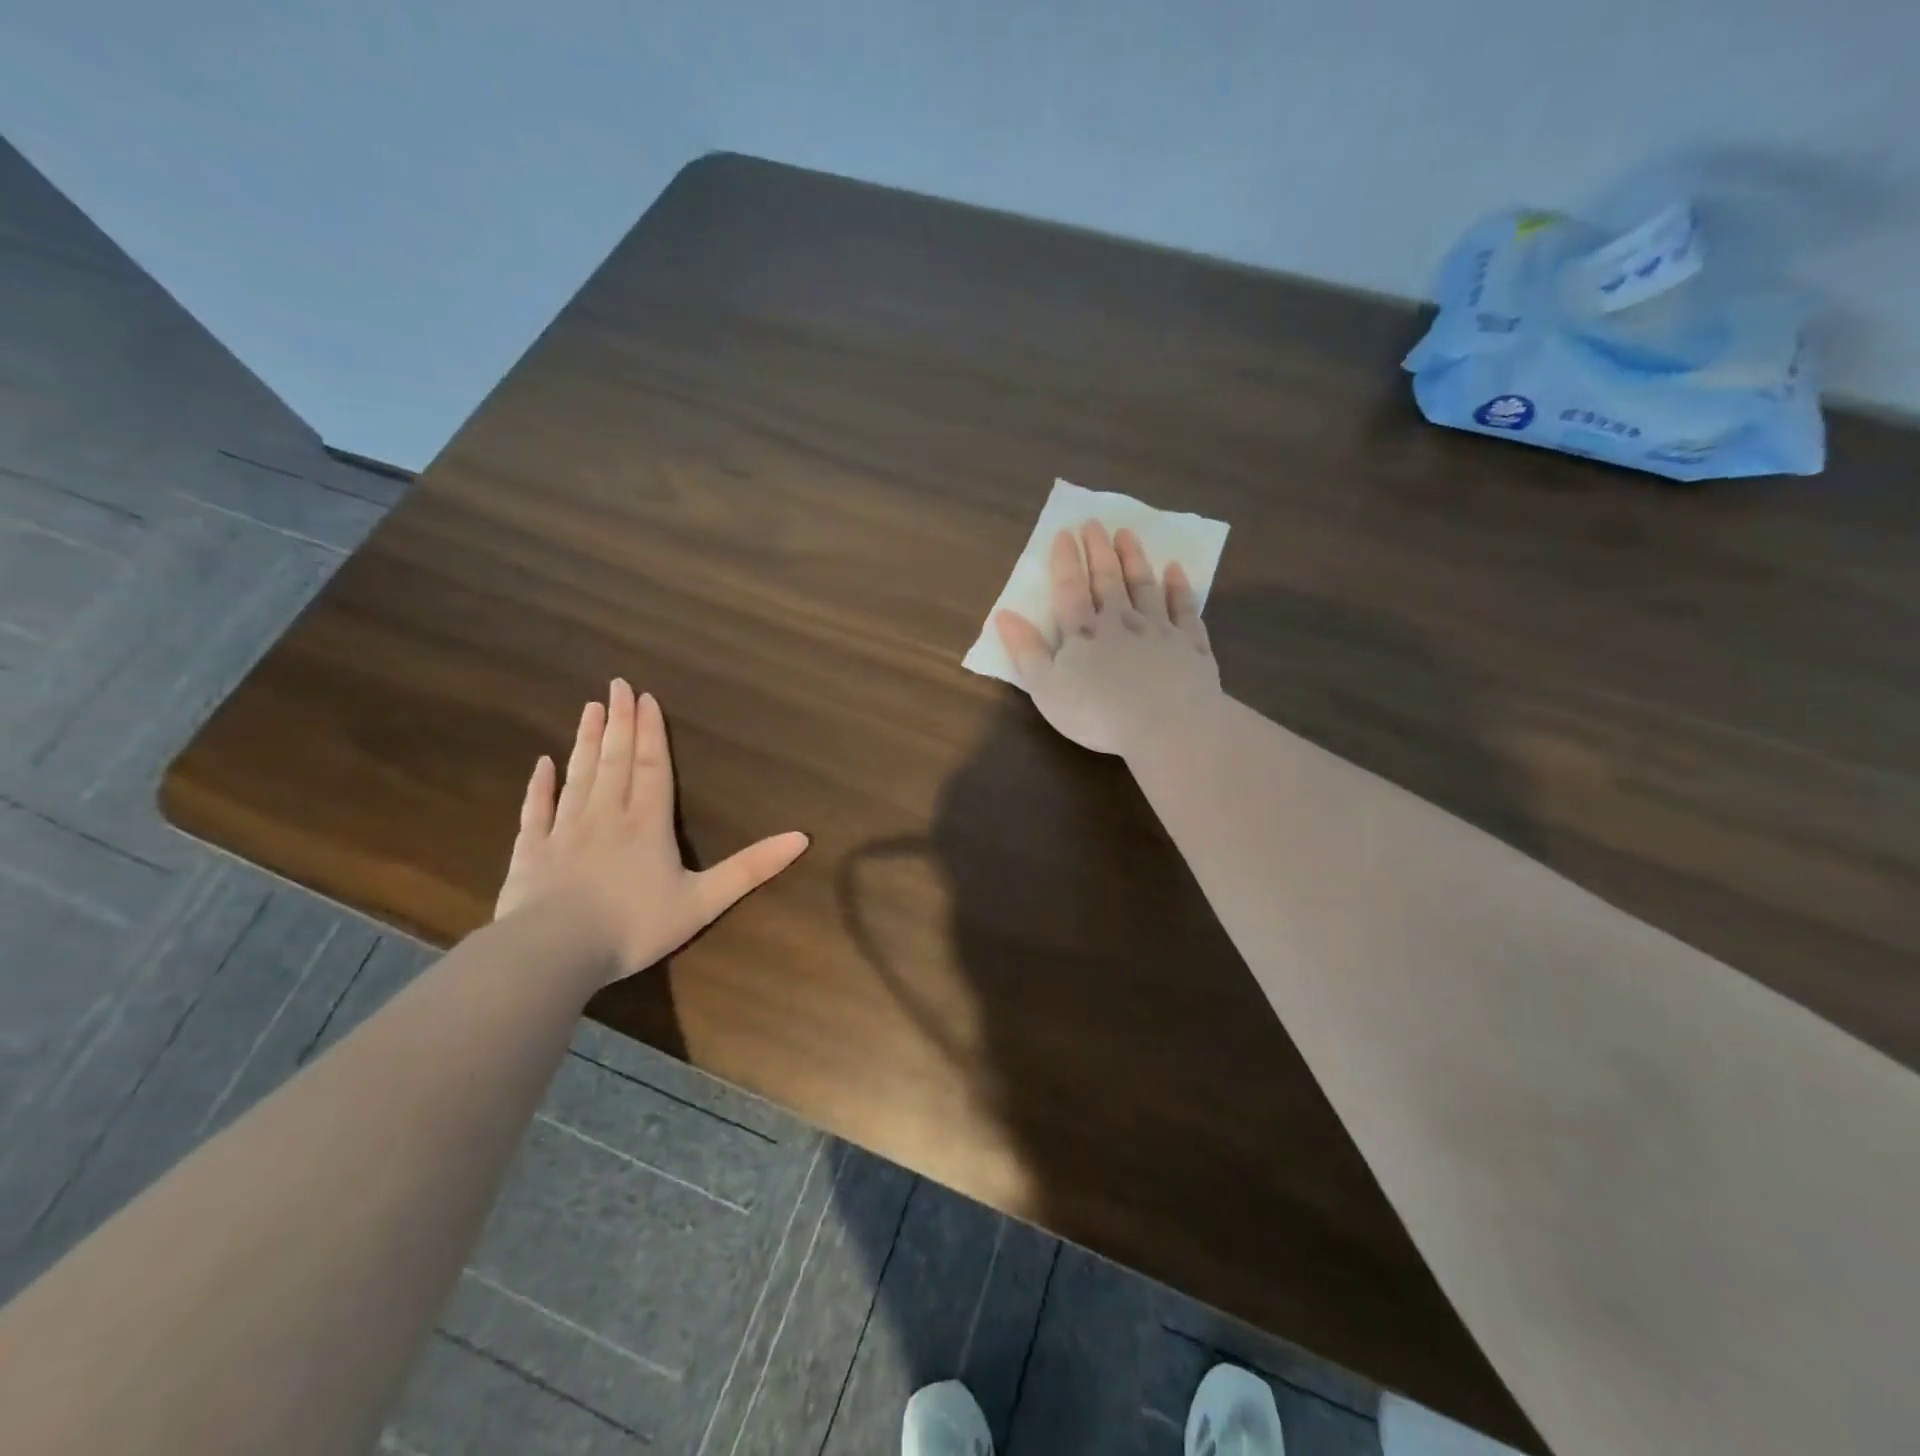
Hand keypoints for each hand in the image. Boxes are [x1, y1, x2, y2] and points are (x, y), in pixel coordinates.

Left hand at [494, 680, 808, 983]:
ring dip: (585, 740)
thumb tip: (801, 838)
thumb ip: (751, 869)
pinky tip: (542, 763)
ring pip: (580, 774)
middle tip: (616, 686)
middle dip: (619, 722)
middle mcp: (607, 815)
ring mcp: (565, 829)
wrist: (555, 952)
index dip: (652, 732)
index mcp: (648, 823)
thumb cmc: (634, 926)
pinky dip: (540, 784)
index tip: (645, 697)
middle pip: (615, 760)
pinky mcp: (531, 850)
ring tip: (589, 708)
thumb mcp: (704, 901)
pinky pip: (537, 809)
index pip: (652, 767)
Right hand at [994, 521, 1220, 755]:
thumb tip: (1004, 615)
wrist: (1168, 725)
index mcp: (1083, 633)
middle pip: (1108, 579)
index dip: (1065, 561)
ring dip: (1135, 559)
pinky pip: (1184, 608)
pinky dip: (1179, 587)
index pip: (1070, 589)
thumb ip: (1026, 651)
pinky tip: (1176, 571)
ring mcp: (1159, 630)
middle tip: (1095, 523)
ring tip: (1127, 534)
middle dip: (1099, 550)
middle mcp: (1121, 622)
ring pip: (1144, 586)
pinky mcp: (1191, 645)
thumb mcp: (1047, 688)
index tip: (1065, 533)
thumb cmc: (1098, 713)